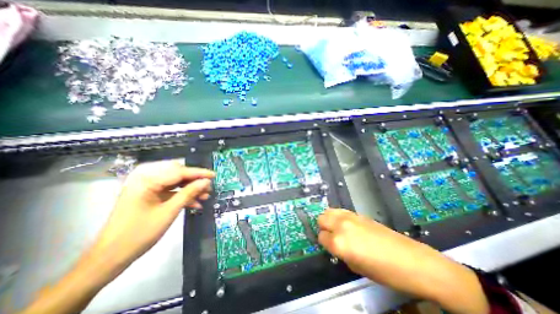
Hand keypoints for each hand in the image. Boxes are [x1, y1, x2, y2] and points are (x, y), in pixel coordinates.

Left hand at [88, 162, 214, 267]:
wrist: (110, 257)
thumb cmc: (139, 233)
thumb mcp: (169, 211)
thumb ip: (189, 193)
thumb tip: (206, 181)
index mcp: (146, 180)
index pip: (179, 171)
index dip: (199, 173)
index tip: (214, 175)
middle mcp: (145, 179)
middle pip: (177, 173)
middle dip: (194, 180)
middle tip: (208, 188)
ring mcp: (147, 187)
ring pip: (176, 182)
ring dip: (190, 188)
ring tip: (204, 196)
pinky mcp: (149, 195)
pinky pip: (171, 191)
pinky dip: (183, 195)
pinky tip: (195, 204)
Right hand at [320, 209, 490, 313]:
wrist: (411, 260)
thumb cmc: (384, 272)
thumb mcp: (356, 267)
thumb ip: (340, 253)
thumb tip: (334, 245)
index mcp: (339, 243)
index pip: (321, 237)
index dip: (324, 244)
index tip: (330, 247)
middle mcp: (340, 226)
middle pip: (321, 219)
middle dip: (323, 228)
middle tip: (331, 236)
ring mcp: (349, 217)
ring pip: (329, 211)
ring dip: (329, 219)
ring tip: (336, 228)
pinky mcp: (358, 213)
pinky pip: (340, 210)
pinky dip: (338, 216)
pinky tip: (346, 224)